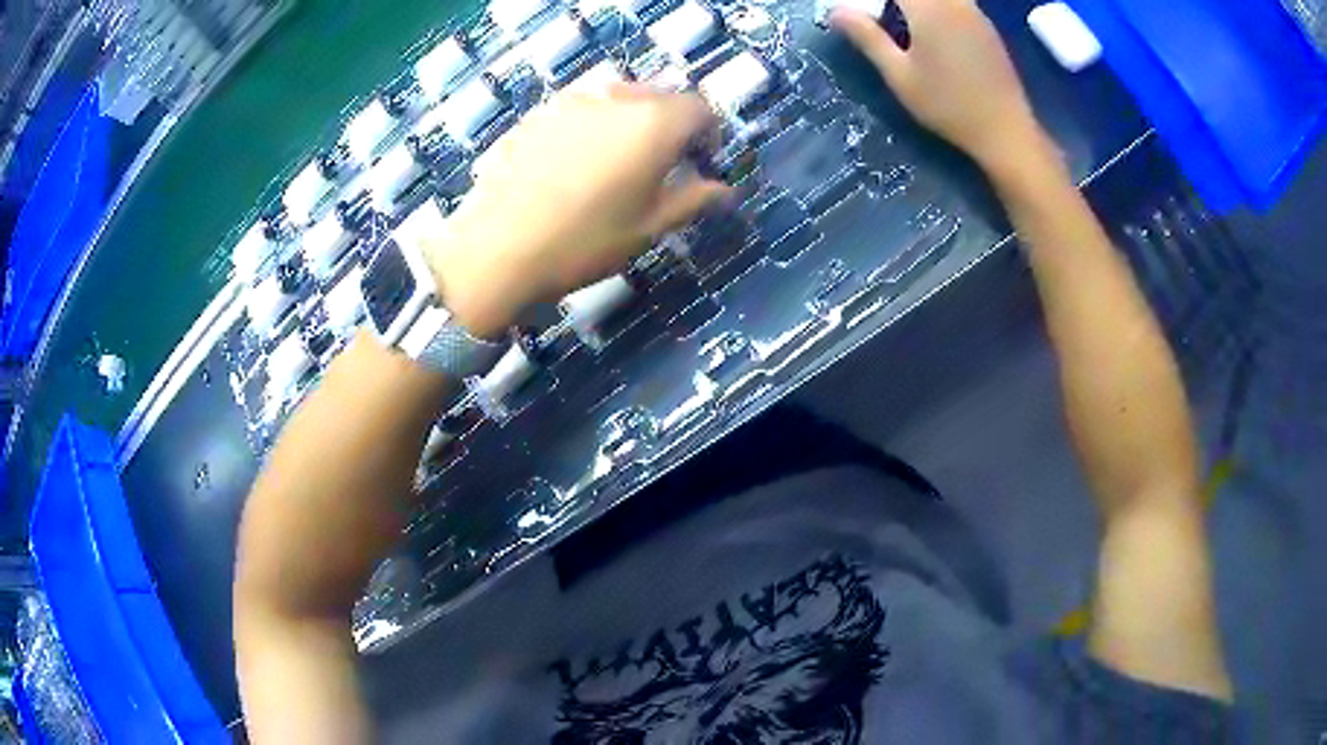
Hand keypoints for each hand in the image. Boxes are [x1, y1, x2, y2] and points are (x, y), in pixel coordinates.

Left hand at [426, 86, 729, 337]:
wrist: (497, 249)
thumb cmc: (585, 242)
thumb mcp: (649, 227)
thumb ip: (693, 200)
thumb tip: (724, 190)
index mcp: (653, 123)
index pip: (699, 108)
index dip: (709, 133)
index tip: (702, 161)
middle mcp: (615, 99)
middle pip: (658, 97)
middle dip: (670, 125)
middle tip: (663, 164)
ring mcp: (570, 102)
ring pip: (616, 100)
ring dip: (630, 123)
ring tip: (616, 165)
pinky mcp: (537, 114)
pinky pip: (579, 111)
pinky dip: (591, 128)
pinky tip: (572, 167)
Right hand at [831, 0, 1049, 174]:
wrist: (1005, 130)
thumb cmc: (948, 106)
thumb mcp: (900, 75)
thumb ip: (867, 37)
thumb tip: (836, 11)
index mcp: (927, 8)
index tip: (858, 8)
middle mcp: (952, 2)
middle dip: (896, 0)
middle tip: (878, 15)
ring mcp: (973, 12)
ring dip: (917, 3)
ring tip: (901, 19)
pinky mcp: (985, 26)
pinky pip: (955, 2)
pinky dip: (936, 7)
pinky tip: (930, 27)